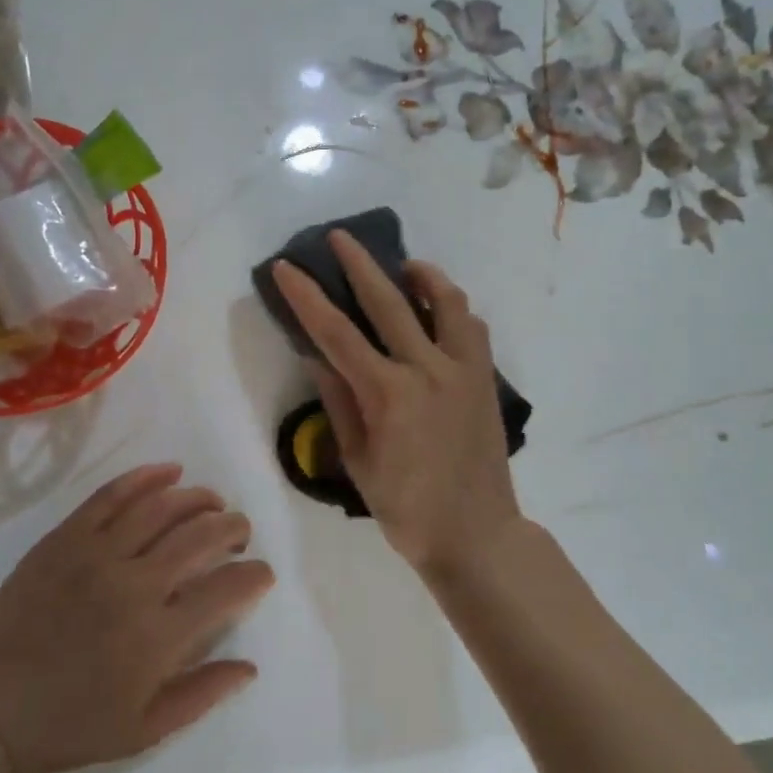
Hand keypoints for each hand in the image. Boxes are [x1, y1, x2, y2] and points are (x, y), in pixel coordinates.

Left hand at [0, 464, 273, 772]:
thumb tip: (250, 666)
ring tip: (213, 502)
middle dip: (232, 528)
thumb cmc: (68, 726)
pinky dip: (146, 477)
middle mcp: (134, 584)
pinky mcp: (66, 537)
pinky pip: (112, 494)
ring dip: (198, 498)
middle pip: (201, 537)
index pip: (226, 589)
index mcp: (158, 636)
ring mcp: (97, 554)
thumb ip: (202, 694)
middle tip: (240, 531)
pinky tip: (170, 472)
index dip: (254, 575)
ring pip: (162, 507)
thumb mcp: (143, 731)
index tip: (262, 573)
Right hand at [272, 233, 521, 576]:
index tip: (286, 267)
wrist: (477, 535)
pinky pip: (472, 327)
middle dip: (359, 264)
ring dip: (421, 274)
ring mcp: (463, 370)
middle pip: (388, 301)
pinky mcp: (486, 378)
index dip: (307, 297)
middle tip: (339, 237)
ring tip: (403, 265)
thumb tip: (317, 355)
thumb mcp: (358, 460)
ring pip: (445, 301)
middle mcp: (427, 370)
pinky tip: (439, 309)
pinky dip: (453, 308)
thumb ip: (338, 401)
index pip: (336, 333)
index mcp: (388, 394)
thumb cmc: (406, 509)